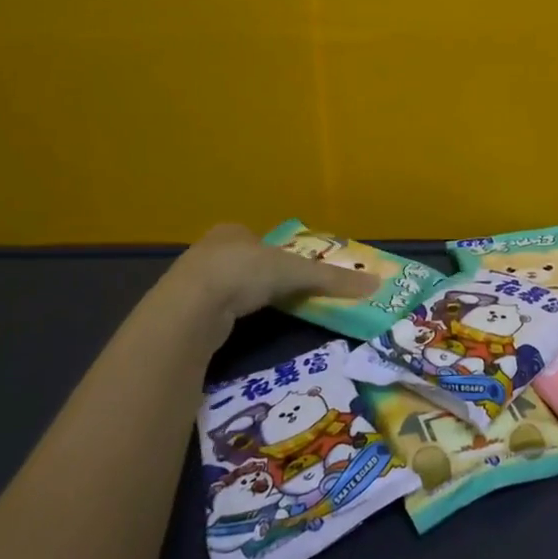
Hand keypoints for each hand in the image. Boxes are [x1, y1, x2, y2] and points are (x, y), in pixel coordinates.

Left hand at [146, 223, 377, 345]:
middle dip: (259, 276)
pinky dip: (226, 316)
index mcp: (232, 231)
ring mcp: (190, 279)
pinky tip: (235, 327)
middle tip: (280, 293)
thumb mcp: (296, 273)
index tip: (290, 272)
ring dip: (240, 297)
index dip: (276, 254)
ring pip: (224, 285)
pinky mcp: (181, 309)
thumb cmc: (244, 273)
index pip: (259, 239)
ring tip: (260, 313)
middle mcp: (208, 249)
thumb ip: (332, 280)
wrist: (191, 307)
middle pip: (242, 261)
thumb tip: (376, 284)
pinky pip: (211, 309)